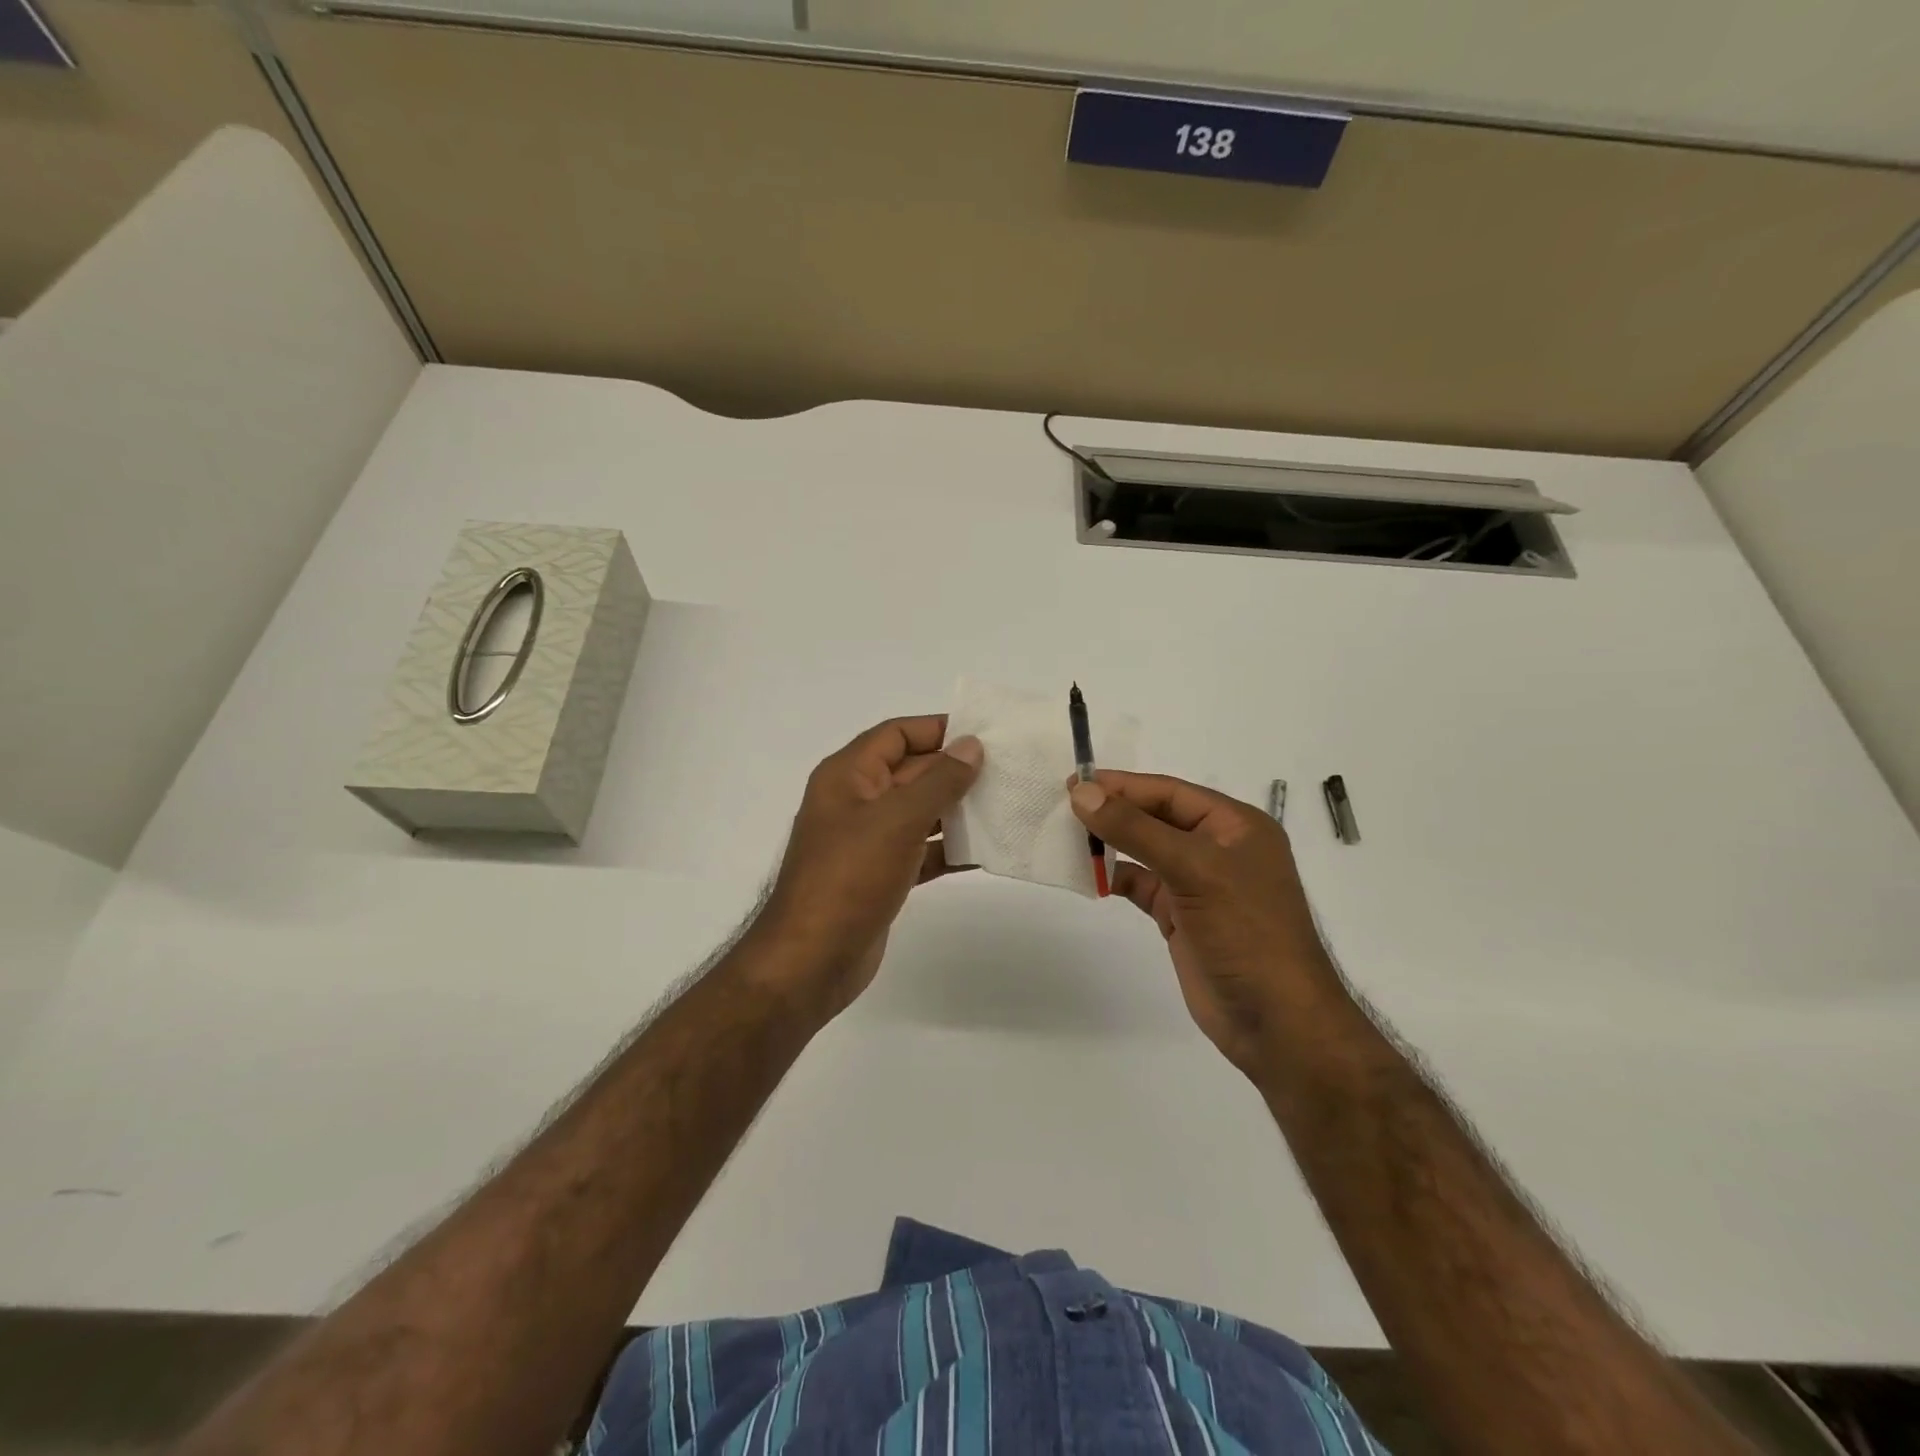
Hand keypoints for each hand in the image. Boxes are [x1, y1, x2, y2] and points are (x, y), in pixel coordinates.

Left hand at [759, 715, 982, 1017]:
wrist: (811, 960)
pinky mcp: (880, 876)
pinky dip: (948, 849)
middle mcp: (856, 802)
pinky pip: (920, 850)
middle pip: (911, 771)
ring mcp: (868, 841)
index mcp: (848, 776)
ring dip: (956, 810)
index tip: (983, 733)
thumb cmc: (849, 878)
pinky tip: (984, 851)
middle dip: (954, 770)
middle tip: (1006, 771)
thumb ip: (938, 780)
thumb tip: (971, 746)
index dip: (936, 729)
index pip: (896, 735)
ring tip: (1004, 806)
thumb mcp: (897, 820)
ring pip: (918, 812)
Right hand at [1069, 772, 1341, 1077]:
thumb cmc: (1246, 932)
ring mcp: (1199, 884)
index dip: (1123, 785)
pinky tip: (1090, 876)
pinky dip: (1116, 878)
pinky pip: (1142, 885)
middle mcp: (1218, 848)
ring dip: (1112, 843)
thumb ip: (1136, 830)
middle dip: (1114, 811)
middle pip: (1156, 817)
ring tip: (1068, 837)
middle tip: (1064, 805)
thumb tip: (1082, 793)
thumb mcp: (1194, 870)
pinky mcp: (1182, 916)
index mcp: (1235, 826)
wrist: (1276, 1022)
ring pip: (1146, 850)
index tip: (1075, 783)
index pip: (1170, 792)